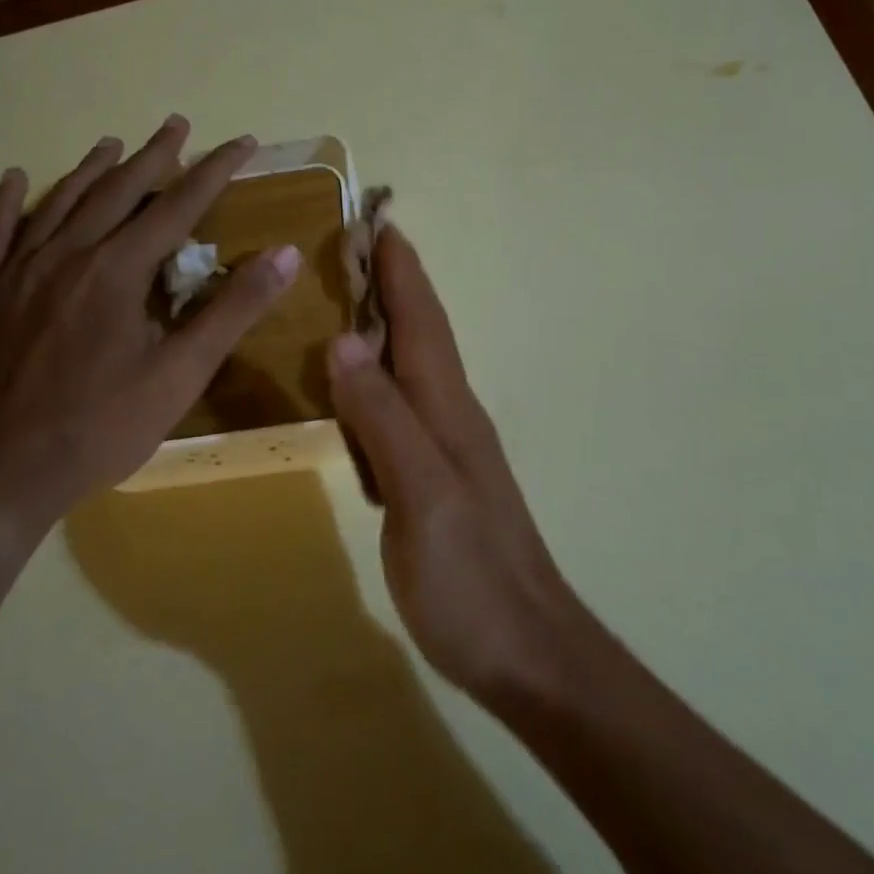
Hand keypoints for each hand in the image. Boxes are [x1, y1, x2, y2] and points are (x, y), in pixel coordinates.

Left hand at [0, 117, 299, 561]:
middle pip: (118, 191)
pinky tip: (18, 177)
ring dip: (93, 169)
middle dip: (155, 156)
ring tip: (116, 142)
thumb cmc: (102, 427)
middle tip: (179, 124)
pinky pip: (1, 235)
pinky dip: (12, 202)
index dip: (213, 172)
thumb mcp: (182, 373)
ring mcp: (21, 273)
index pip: (177, 206)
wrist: (1, 473)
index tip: (241, 143)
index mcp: (117, 271)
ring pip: (62, 203)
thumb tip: (285, 254)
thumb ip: (233, 309)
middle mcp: (67, 256)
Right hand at [326, 228, 583, 699]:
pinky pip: (404, 410)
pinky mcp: (438, 481)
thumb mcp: (420, 495)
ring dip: (388, 327)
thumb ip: (384, 418)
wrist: (527, 649)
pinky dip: (381, 381)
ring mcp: (449, 450)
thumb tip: (346, 341)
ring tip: (351, 300)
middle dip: (394, 287)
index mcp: (449, 410)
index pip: (423, 323)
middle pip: (422, 336)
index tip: (379, 223)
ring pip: (414, 369)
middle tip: (355, 249)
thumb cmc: (471, 576)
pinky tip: (361, 388)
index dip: (402, 273)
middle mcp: (452, 417)